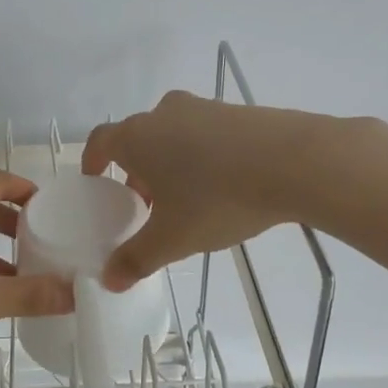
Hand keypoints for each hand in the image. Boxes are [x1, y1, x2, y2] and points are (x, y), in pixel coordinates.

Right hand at [81, 91, 339, 290]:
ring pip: (173, 134)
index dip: (93, 160)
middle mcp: (164, 114)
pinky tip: (223, 183)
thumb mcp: (173, 238)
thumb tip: (109, 280)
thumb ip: (136, 259)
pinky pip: (206, 133)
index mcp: (137, 137)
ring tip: (186, 197)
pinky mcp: (238, 111)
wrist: (294, 162)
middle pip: (138, 138)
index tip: (95, 179)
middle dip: (136, 169)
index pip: (101, 141)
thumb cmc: (217, 198)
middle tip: (144, 202)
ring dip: (170, 161)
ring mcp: (204, 107)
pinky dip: (202, 154)